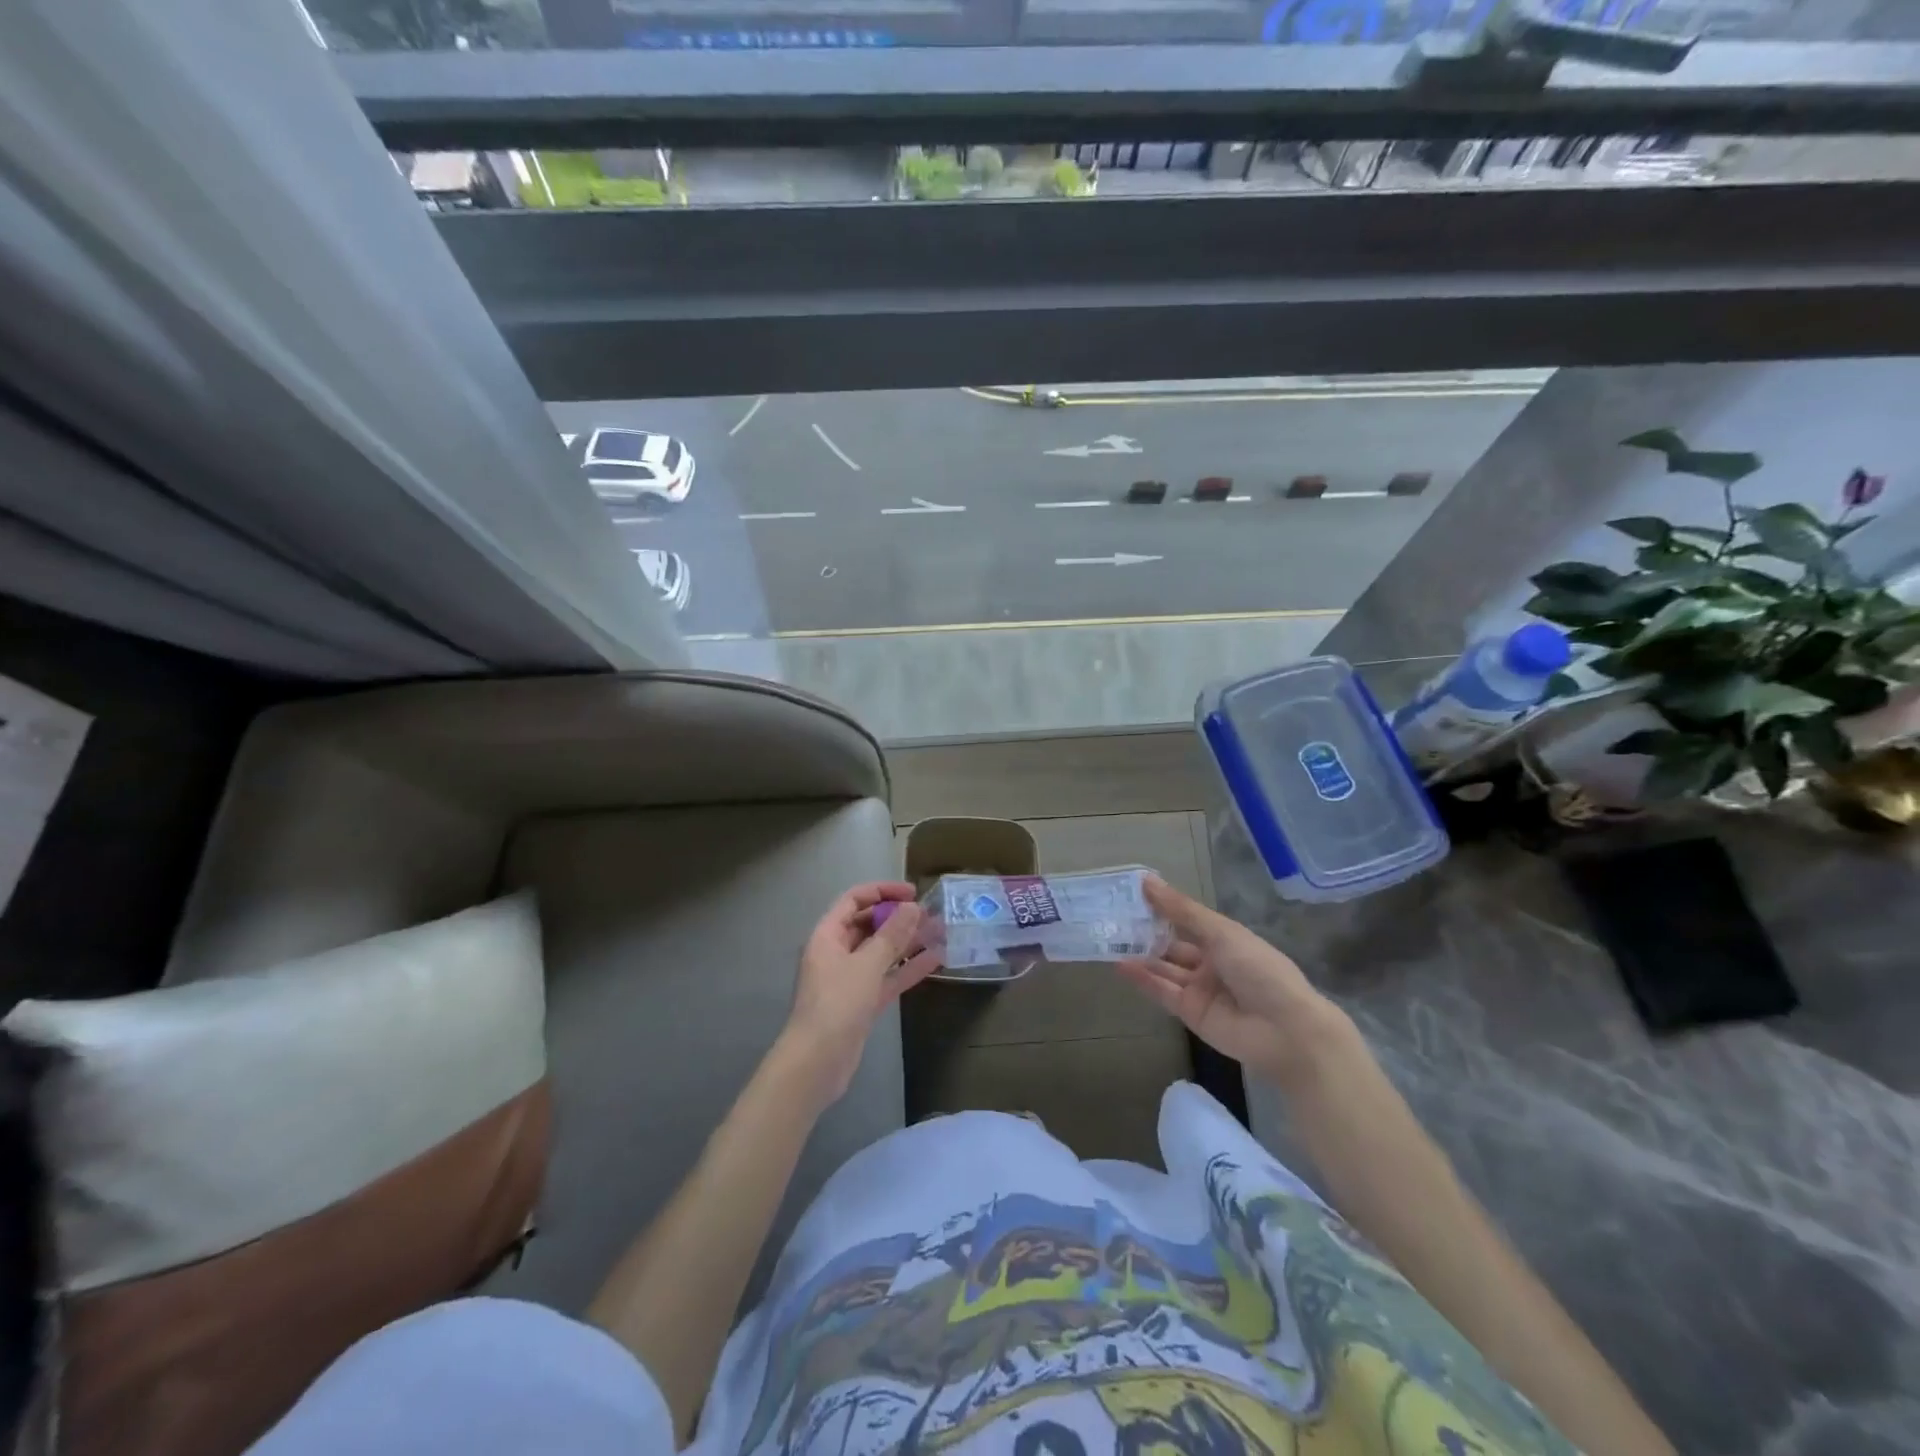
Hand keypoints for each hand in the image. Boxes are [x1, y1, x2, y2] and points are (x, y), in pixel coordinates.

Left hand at [780, 882, 938, 1103]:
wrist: (817, 1063)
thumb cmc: (837, 1004)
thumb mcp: (867, 965)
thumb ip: (891, 935)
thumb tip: (913, 908)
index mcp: (827, 936)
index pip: (853, 900)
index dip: (882, 891)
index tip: (912, 893)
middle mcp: (836, 953)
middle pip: (869, 925)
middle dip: (898, 918)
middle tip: (930, 915)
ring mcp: (850, 979)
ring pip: (881, 952)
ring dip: (908, 942)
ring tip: (940, 932)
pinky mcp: (863, 1002)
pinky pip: (887, 977)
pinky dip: (908, 968)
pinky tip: (936, 960)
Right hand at [1116, 877, 1355, 1087]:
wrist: (1285, 1030)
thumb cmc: (1259, 969)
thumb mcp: (1221, 932)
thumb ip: (1181, 911)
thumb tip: (1147, 881)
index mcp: (1225, 939)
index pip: (1187, 920)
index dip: (1161, 908)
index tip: (1131, 893)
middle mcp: (1211, 962)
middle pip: (1173, 944)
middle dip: (1146, 932)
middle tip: (1111, 917)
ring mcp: (1200, 989)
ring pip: (1164, 968)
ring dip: (1140, 955)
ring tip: (1108, 939)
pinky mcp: (1190, 1013)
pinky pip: (1163, 992)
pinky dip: (1143, 979)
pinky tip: (1120, 965)